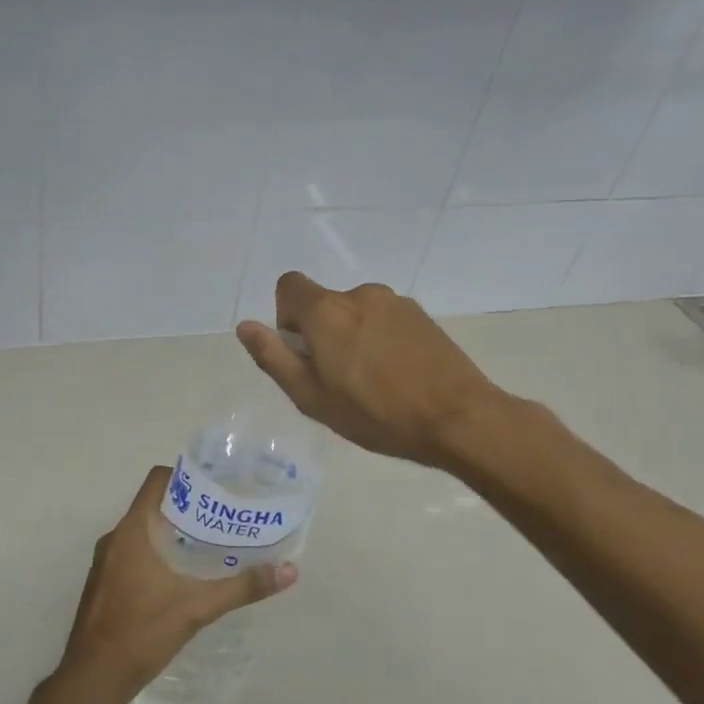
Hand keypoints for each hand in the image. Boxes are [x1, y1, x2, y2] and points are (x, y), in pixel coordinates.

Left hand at [50, 466, 296, 703]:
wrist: (92, 679)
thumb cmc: (141, 633)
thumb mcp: (197, 608)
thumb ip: (242, 587)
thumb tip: (288, 570)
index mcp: (132, 531)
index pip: (157, 481)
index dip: (186, 475)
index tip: (217, 484)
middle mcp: (115, 538)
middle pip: (154, 505)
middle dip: (188, 507)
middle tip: (224, 515)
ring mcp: (106, 561)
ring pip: (143, 531)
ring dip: (173, 531)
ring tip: (210, 542)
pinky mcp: (105, 582)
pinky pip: (134, 552)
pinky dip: (158, 552)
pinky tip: (183, 574)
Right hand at [236, 272, 507, 470]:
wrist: (458, 418)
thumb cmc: (376, 414)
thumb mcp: (311, 396)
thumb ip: (273, 358)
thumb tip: (245, 326)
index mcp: (327, 311)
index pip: (289, 286)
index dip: (286, 317)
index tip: (304, 353)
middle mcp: (359, 294)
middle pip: (324, 303)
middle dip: (321, 334)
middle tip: (338, 380)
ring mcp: (396, 302)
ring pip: (356, 313)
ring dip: (353, 337)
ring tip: (372, 383)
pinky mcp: (422, 316)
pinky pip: (385, 320)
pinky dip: (381, 340)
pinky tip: (398, 376)